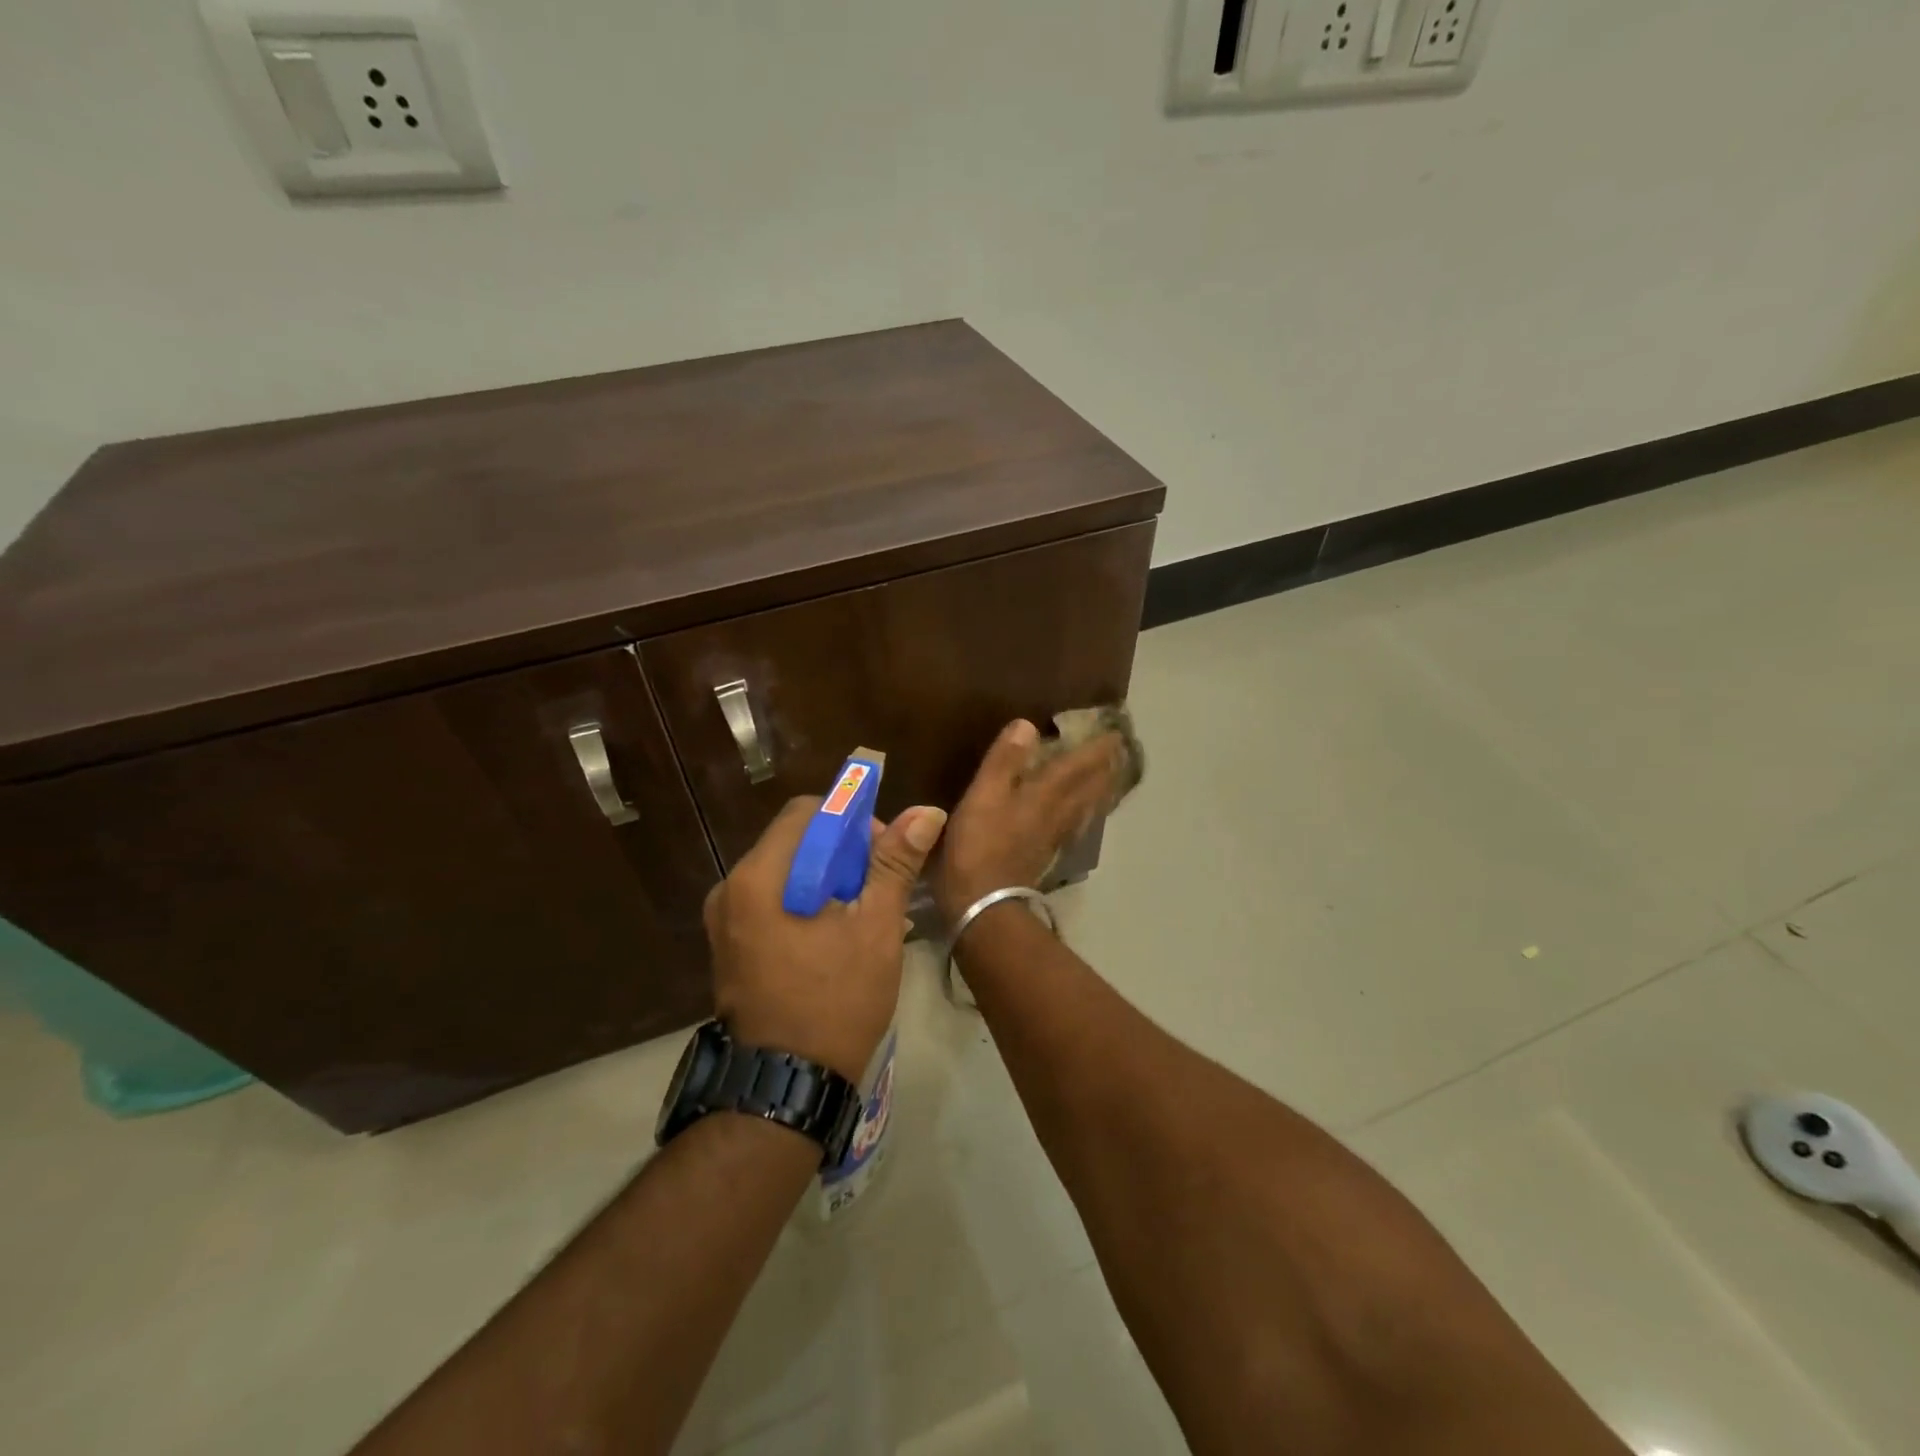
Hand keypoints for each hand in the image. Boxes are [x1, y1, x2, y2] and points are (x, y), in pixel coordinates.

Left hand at [704, 796, 946, 1081]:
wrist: (787, 1087)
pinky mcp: (730, 946)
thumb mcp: (875, 928)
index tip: (882, 854)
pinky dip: (806, 902)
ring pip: (785, 872)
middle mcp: (730, 889)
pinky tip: (837, 934)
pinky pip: (772, 901)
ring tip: (865, 915)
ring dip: (827, 879)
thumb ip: (895, 863)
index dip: (851, 820)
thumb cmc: (836, 1001)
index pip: (807, 812)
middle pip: (795, 840)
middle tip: (879, 889)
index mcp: (759, 877)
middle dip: (843, 853)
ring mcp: (724, 920)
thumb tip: (927, 811)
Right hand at [932, 719, 1125, 924]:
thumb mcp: (984, 795)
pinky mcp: (1045, 856)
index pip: (1079, 766)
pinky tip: (1079, 816)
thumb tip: (1027, 724)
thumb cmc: (979, 845)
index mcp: (1045, 795)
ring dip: (1099, 790)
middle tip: (1118, 753)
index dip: (1097, 749)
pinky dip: (1083, 813)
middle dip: (1105, 768)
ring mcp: (1054, 838)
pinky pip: (1075, 826)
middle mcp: (1058, 814)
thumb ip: (1004, 760)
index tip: (1114, 733)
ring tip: (1108, 778)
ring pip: (1086, 808)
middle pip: (1090, 788)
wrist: (984, 903)